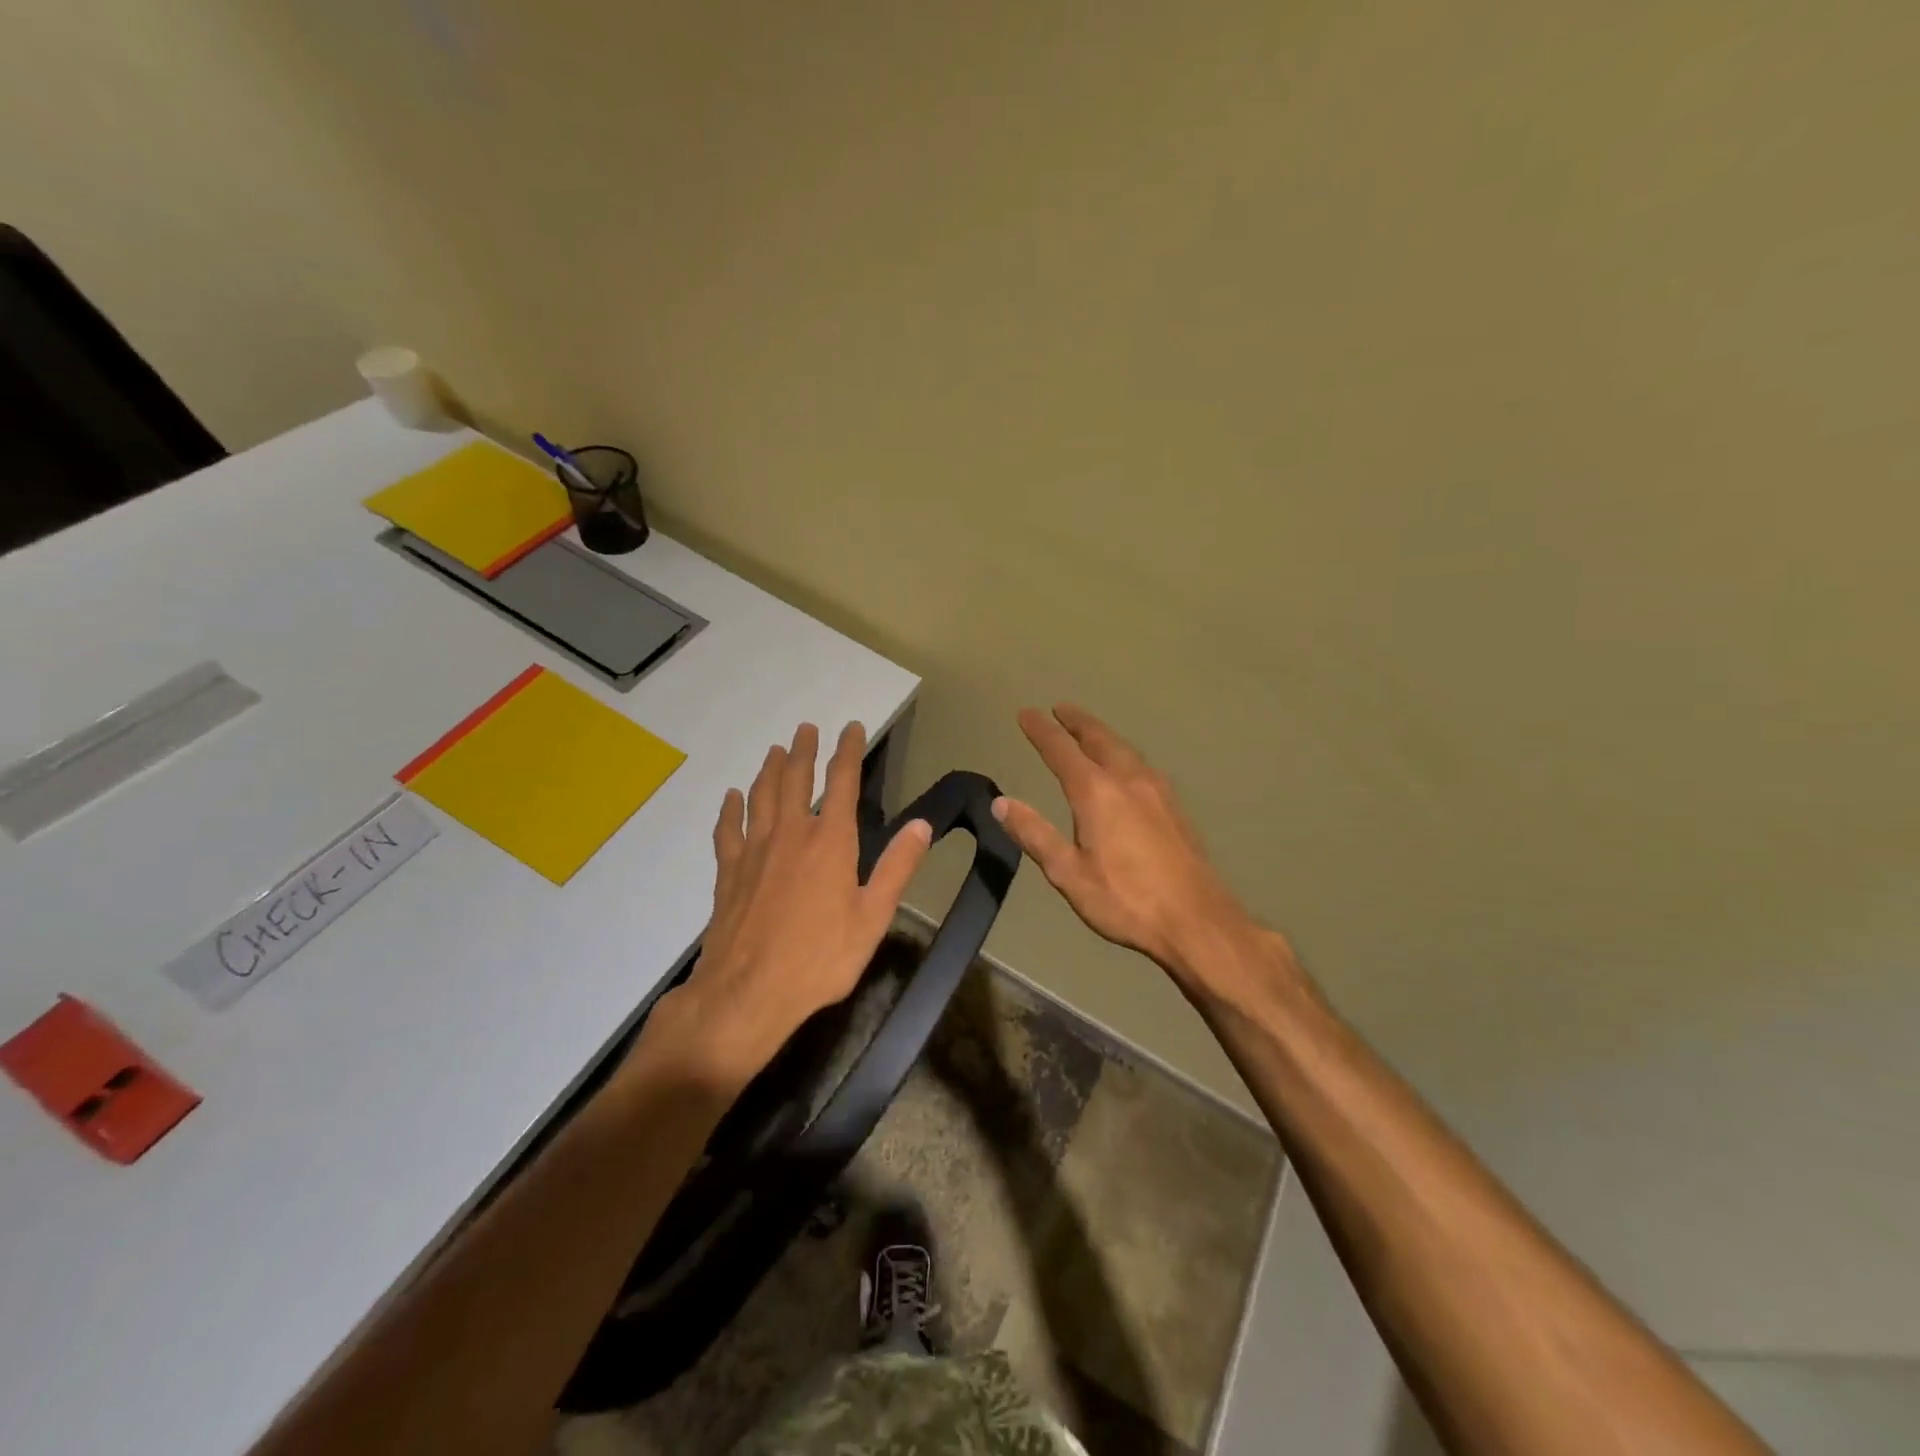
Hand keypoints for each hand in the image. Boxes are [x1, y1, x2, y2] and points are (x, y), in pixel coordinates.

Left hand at [640, 722, 931, 1094]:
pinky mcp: (728, 873)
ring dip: (769, 770)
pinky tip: (731, 798)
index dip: (848, 751)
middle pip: (794, 780)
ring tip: (774, 750)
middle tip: (805, 728)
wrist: (747, 994)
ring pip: (760, 797)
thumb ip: (896, 868)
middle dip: (803, 751)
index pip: (842, 783)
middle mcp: (791, 835)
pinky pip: (727, 830)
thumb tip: (921, 825)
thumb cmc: (820, 959)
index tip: (851, 727)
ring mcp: (754, 852)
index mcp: (830, 842)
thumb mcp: (872, 918)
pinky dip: (730, 809)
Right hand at [993, 704, 1260, 985]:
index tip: (1027, 713)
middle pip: (1099, 739)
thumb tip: (1000, 802)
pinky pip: (1141, 764)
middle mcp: (1128, 780)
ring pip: (1125, 749)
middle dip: (1077, 722)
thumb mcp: (1068, 873)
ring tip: (1089, 731)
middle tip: (1061, 709)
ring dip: (1102, 734)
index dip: (1041, 731)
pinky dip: (1122, 753)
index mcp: (1097, 793)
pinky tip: (1125, 767)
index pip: (1061, 751)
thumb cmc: (1125, 900)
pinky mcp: (1174, 807)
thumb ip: (1034, 834)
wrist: (1196, 920)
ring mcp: (1157, 791)